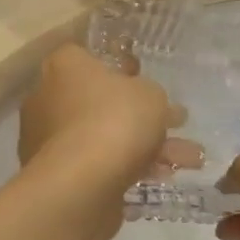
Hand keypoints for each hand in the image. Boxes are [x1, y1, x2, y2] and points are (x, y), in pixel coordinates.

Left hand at [18, 45, 185, 220]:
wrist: (81, 183)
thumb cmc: (114, 120)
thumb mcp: (151, 95)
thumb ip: (152, 94)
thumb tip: (152, 104)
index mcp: (65, 67)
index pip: (88, 56)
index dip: (119, 66)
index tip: (144, 79)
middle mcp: (49, 99)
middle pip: (101, 101)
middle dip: (142, 115)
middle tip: (176, 123)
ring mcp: (51, 139)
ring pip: (107, 136)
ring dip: (148, 146)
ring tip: (190, 160)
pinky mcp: (60, 174)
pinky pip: (102, 164)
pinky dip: (132, 168)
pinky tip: (165, 178)